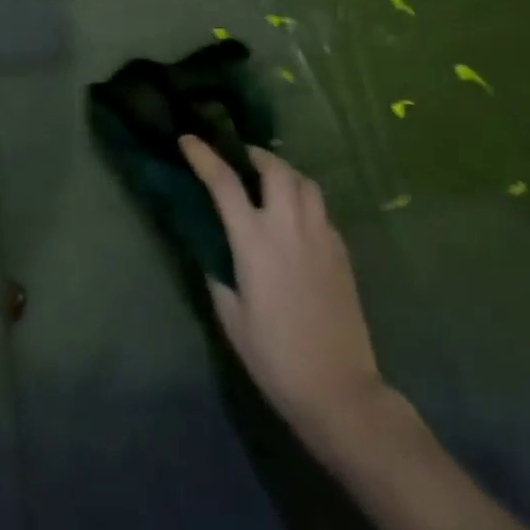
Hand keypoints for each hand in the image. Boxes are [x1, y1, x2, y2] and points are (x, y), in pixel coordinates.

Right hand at [180, 137, 385, 453]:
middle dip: (254, 154)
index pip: (224, 182)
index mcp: (254, 241)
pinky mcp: (341, 251)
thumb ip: (219, 274)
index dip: (203, 156)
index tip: (188, 139)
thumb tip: (213, 250)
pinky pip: (321, 210)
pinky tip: (297, 220)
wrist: (338, 390)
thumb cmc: (275, 357)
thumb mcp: (231, 318)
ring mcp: (320, 236)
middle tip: (241, 159)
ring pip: (305, 183)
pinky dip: (305, 201)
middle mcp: (288, 227)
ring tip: (271, 183)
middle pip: (274, 168)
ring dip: (284, 173)